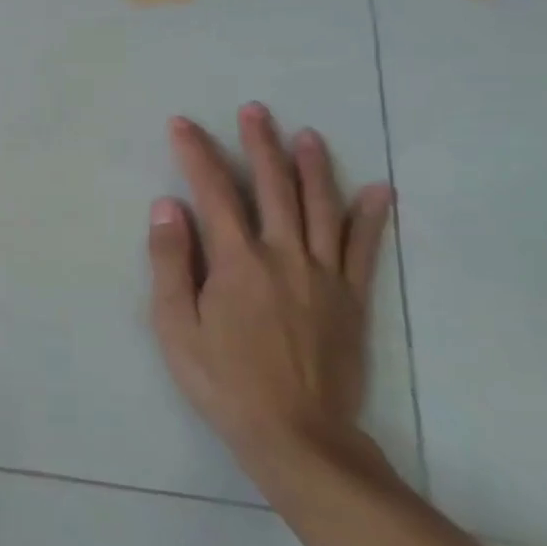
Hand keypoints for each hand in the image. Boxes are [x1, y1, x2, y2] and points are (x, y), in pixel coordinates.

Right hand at [148, 102, 393, 474]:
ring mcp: (324, 276)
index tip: (183, 124)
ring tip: (307, 134)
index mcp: (237, 262)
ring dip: (313, 167)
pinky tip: (378, 189)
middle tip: (255, 110)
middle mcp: (284, 256)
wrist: (295, 435)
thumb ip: (170, 262)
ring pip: (321, 208)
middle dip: (260, 145)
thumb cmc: (222, 381)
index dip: (197, 154)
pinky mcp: (351, 299)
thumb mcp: (175, 326)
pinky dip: (371, 217)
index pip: (214, 192)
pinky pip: (364, 249)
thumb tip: (168, 206)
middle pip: (274, 188)